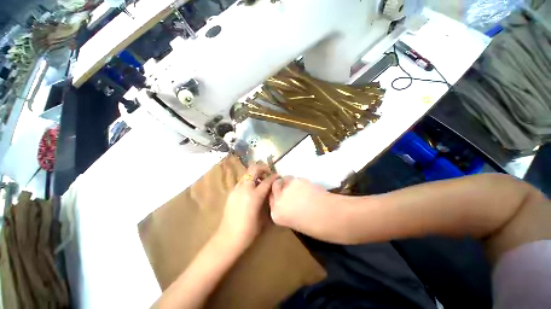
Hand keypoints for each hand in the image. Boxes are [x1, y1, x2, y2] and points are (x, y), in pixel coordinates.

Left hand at [218, 164, 278, 248]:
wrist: (228, 238)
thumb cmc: (249, 231)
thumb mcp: (263, 216)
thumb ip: (266, 200)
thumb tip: (270, 191)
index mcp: (254, 196)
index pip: (267, 181)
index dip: (274, 177)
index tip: (278, 176)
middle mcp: (244, 189)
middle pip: (254, 169)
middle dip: (263, 168)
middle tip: (268, 173)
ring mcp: (236, 189)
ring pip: (247, 174)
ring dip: (255, 174)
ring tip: (260, 181)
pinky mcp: (231, 193)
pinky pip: (242, 181)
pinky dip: (249, 181)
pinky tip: (251, 189)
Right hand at [269, 177, 337, 234]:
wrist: (331, 217)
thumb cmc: (316, 226)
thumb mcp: (295, 221)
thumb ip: (287, 210)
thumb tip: (288, 200)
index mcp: (276, 215)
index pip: (271, 200)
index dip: (277, 195)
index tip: (283, 194)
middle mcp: (278, 201)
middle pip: (275, 187)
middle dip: (281, 186)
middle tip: (291, 188)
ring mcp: (286, 189)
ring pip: (285, 179)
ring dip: (290, 182)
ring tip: (301, 188)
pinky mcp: (296, 181)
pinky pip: (295, 178)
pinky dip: (299, 181)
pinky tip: (308, 187)